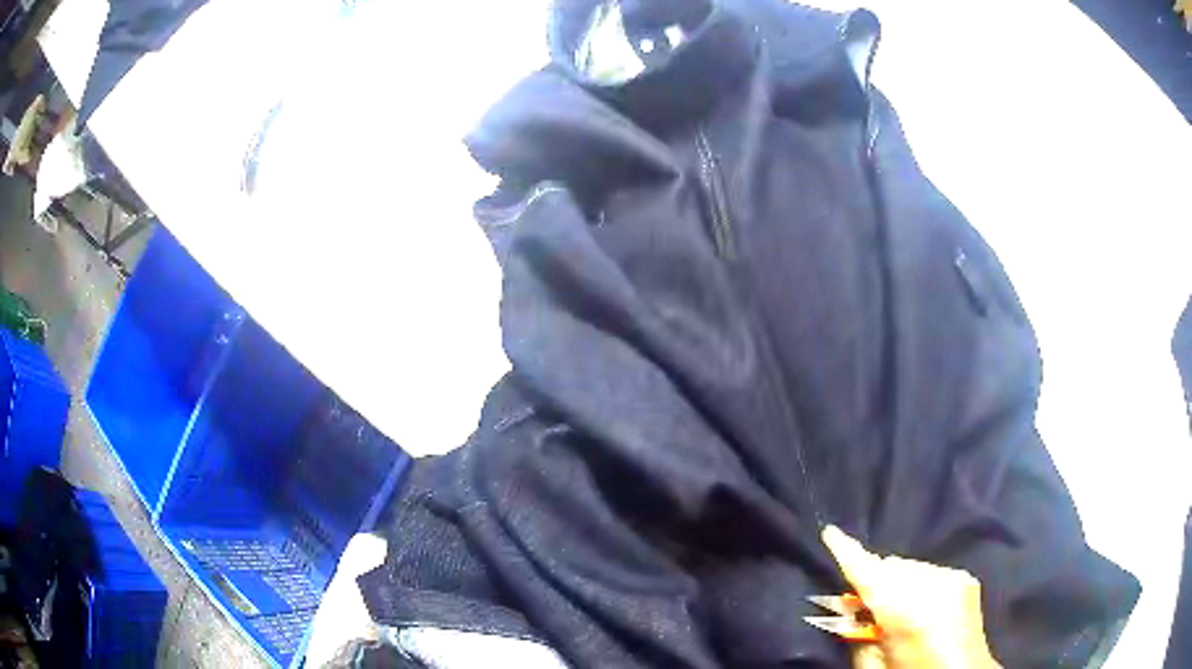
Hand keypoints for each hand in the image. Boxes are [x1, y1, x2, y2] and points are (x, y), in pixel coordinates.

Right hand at [821, 525, 1001, 668]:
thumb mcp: (873, 666)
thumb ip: (856, 635)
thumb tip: (848, 609)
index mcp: (906, 612)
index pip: (870, 575)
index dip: (848, 553)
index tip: (829, 531)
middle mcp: (933, 584)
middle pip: (891, 567)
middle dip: (876, 582)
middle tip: (868, 611)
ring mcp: (953, 577)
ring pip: (910, 567)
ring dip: (898, 583)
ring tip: (899, 612)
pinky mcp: (965, 577)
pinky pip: (929, 571)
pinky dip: (918, 584)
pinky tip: (922, 608)